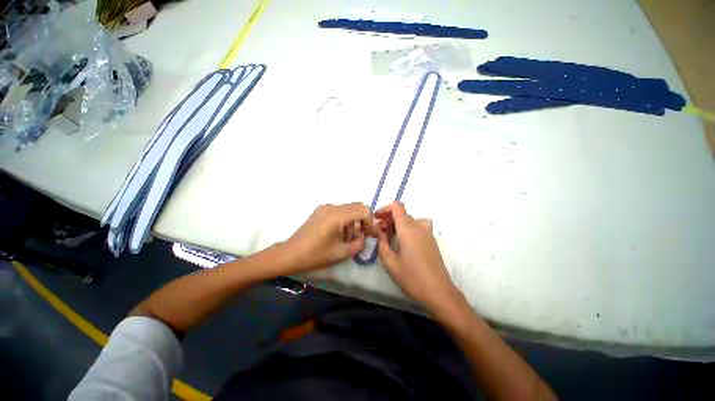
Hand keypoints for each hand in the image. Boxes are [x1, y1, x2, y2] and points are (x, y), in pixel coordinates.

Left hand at [282, 203, 373, 272]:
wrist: (291, 254)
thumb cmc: (315, 255)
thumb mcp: (341, 253)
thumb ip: (359, 244)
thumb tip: (363, 236)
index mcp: (337, 217)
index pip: (363, 210)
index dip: (369, 222)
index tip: (367, 234)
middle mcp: (332, 207)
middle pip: (357, 206)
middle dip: (362, 220)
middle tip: (359, 235)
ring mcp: (325, 207)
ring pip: (349, 208)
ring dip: (352, 221)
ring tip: (345, 238)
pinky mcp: (320, 210)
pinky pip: (339, 210)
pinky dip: (344, 219)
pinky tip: (336, 232)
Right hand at [375, 202, 461, 311]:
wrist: (439, 292)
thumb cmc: (412, 278)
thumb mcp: (390, 263)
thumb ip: (382, 244)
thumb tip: (381, 232)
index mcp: (407, 230)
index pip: (397, 207)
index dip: (384, 209)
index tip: (376, 218)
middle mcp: (418, 227)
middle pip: (402, 214)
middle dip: (388, 220)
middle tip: (380, 234)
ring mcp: (427, 233)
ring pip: (410, 219)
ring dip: (398, 223)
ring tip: (392, 236)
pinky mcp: (431, 240)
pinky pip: (418, 225)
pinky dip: (409, 227)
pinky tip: (406, 241)